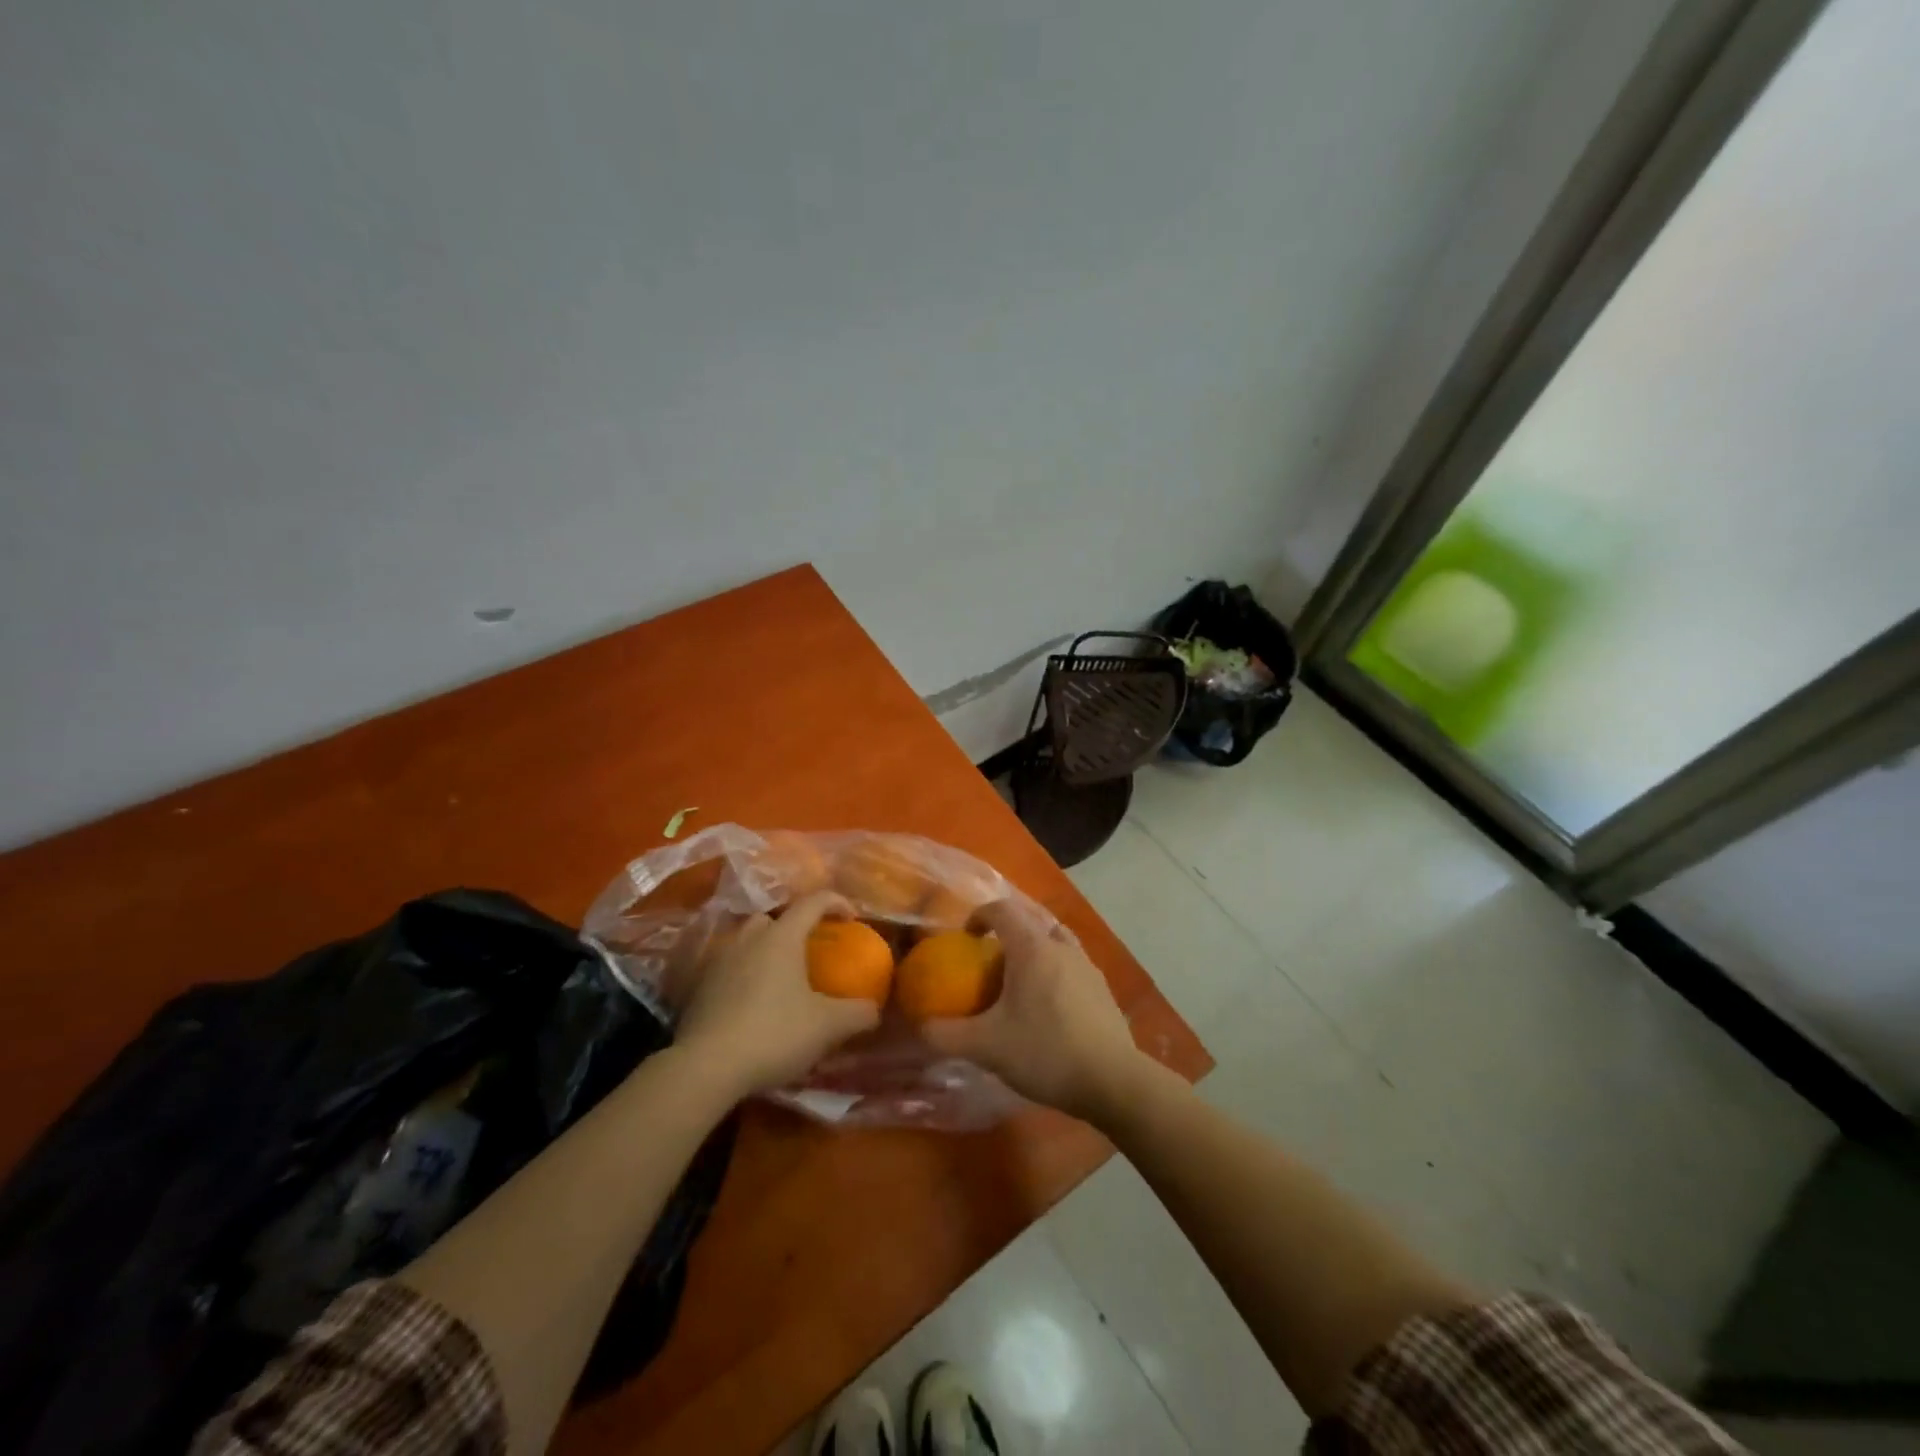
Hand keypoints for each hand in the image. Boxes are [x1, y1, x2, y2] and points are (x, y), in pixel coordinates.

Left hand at [673, 891, 881, 1099]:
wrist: (706, 1067)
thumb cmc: (774, 1033)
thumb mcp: (827, 1027)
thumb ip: (857, 1014)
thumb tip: (873, 1010)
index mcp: (782, 937)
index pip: (813, 902)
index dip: (836, 903)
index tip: (851, 918)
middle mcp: (748, 939)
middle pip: (773, 918)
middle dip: (793, 927)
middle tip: (809, 951)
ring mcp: (719, 961)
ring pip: (746, 943)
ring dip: (764, 952)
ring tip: (780, 979)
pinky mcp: (699, 988)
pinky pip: (728, 970)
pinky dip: (743, 977)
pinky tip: (753, 1005)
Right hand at [920, 901, 1146, 1122]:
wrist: (1113, 1080)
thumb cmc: (1046, 1052)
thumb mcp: (986, 1047)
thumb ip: (946, 1035)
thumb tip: (918, 1027)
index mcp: (1031, 947)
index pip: (1001, 909)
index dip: (978, 915)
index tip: (965, 937)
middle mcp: (1060, 946)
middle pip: (1030, 920)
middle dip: (1006, 932)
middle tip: (988, 960)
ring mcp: (1087, 965)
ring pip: (1054, 940)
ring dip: (1033, 949)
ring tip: (1018, 979)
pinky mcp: (1102, 988)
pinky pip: (1071, 963)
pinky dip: (1054, 970)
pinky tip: (1047, 1005)